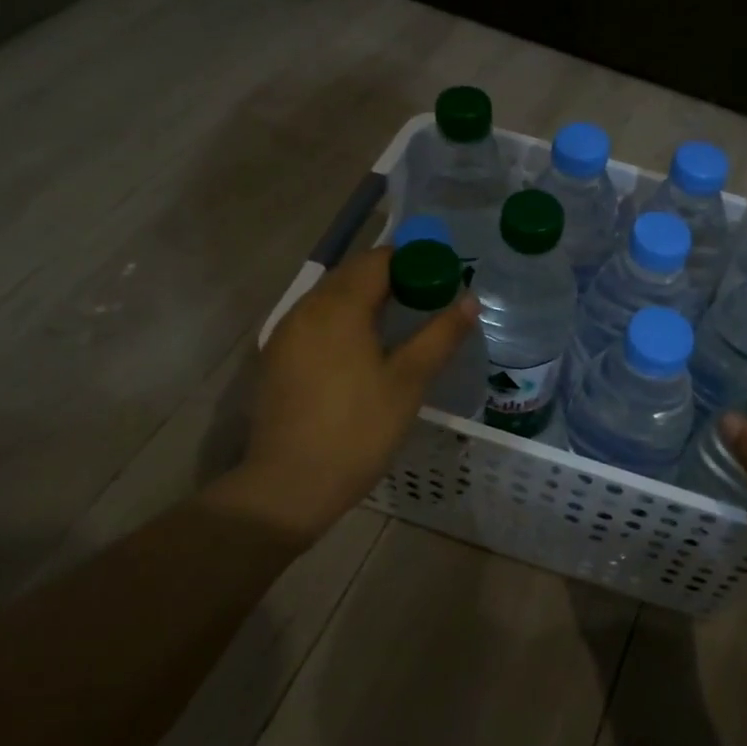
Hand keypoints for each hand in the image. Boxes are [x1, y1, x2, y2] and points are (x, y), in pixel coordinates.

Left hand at [213, 247, 479, 544]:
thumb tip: (470, 299)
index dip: (414, 260)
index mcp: (340, 306)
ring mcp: (286, 333)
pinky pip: (315, 319)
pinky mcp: (276, 357)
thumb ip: (441, 335)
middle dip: (391, 275)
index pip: (379, 260)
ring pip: (331, 295)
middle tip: (427, 296)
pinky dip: (342, 316)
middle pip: (352, 273)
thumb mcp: (409, 381)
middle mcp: (307, 308)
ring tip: (400, 317)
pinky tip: (362, 344)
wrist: (290, 485)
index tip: (442, 276)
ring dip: (365, 295)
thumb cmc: (359, 429)